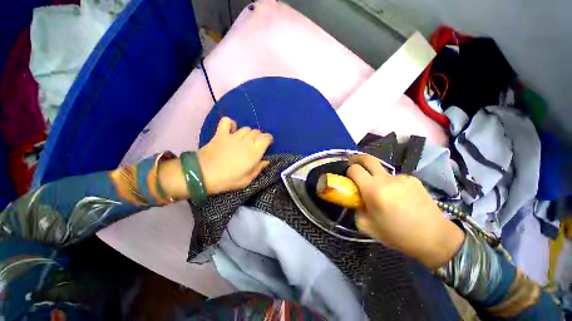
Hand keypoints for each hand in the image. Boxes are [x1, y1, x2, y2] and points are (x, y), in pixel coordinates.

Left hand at [197, 117, 272, 194]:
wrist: (202, 175)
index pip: (266, 137)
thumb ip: (258, 168)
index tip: (267, 145)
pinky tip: (232, 131)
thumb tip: (266, 161)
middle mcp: (246, 141)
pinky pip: (227, 121)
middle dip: (259, 138)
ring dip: (248, 134)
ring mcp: (233, 136)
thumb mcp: (247, 180)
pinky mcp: (221, 134)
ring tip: (244, 141)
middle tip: (255, 146)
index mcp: (254, 152)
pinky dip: (231, 124)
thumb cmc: (228, 180)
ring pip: (246, 128)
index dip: (269, 140)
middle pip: (257, 132)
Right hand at [347, 154, 464, 268]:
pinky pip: (395, 178)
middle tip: (354, 165)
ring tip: (384, 195)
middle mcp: (386, 179)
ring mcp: (402, 177)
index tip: (350, 180)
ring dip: (376, 178)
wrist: (435, 237)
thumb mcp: (367, 227)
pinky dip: (391, 184)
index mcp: (373, 190)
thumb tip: (356, 201)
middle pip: (367, 158)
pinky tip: (399, 198)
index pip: (354, 169)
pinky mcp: (413, 179)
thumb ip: (356, 210)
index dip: (349, 172)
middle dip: (357, 159)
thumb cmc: (397, 234)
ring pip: (381, 171)